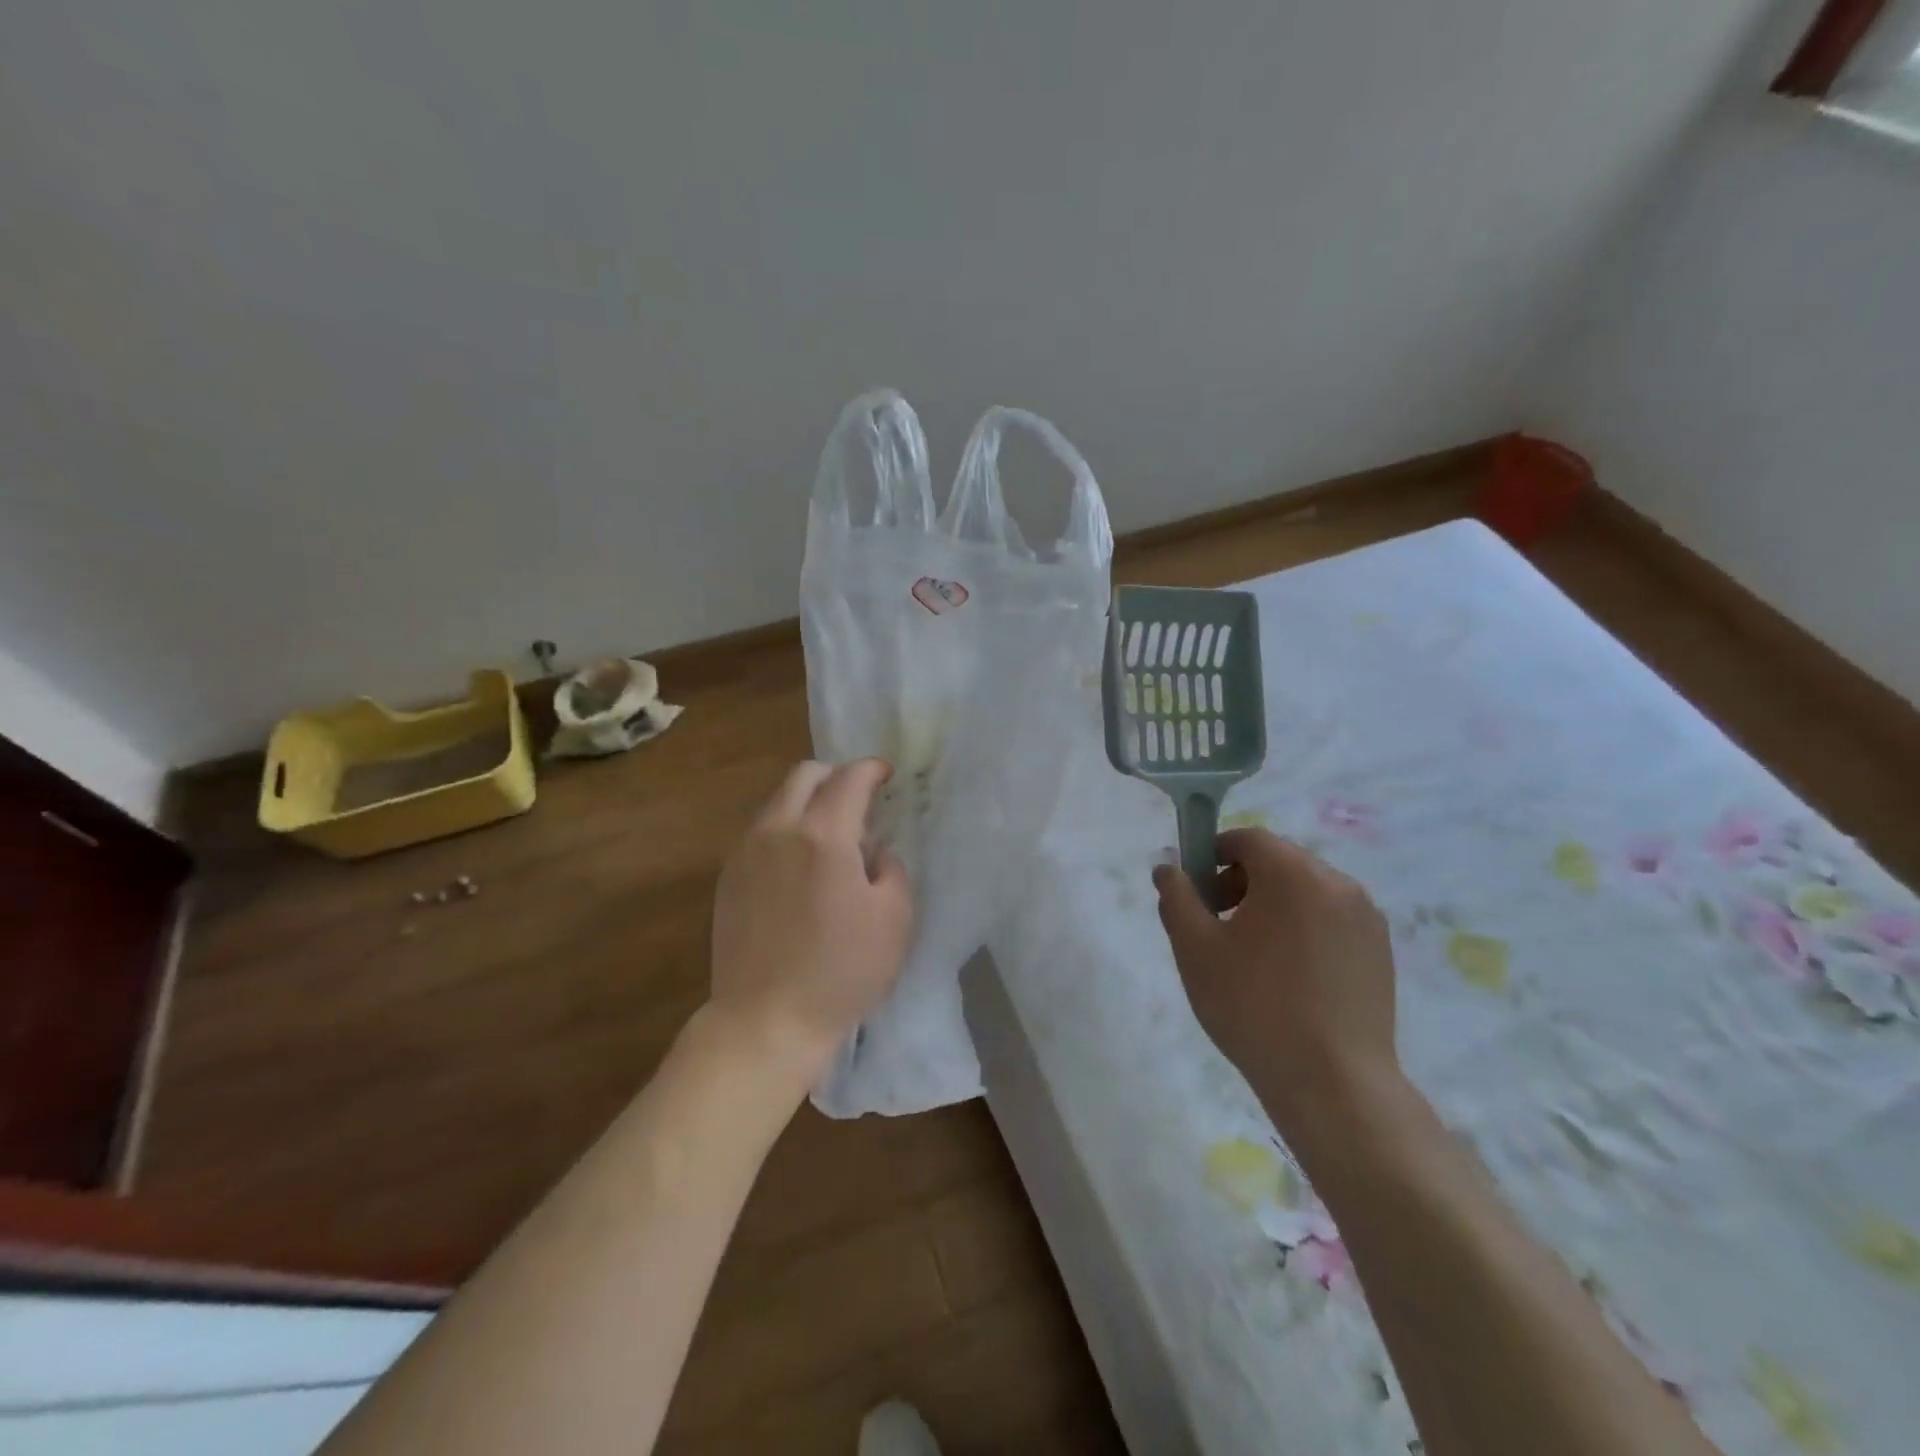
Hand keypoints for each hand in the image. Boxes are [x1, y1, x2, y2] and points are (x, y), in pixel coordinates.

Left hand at [706, 759, 913, 1090]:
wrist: (765, 1022)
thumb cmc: (841, 972)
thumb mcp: (895, 919)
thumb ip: (891, 868)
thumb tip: (873, 852)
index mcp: (823, 836)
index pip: (849, 778)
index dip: (872, 769)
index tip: (887, 775)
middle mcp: (778, 831)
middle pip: (804, 775)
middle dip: (836, 776)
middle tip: (859, 800)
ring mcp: (746, 853)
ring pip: (778, 802)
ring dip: (808, 803)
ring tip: (831, 838)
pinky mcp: (727, 878)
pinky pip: (761, 832)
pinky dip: (786, 830)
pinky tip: (800, 868)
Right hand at [1153, 828, 1400, 1141]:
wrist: (1333, 1083)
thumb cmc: (1254, 1006)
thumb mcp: (1195, 948)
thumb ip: (1176, 897)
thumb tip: (1168, 869)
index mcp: (1293, 873)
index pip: (1248, 839)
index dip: (1215, 855)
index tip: (1198, 893)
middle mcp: (1337, 883)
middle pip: (1279, 861)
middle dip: (1242, 882)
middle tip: (1218, 926)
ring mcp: (1366, 918)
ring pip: (1307, 891)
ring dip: (1274, 906)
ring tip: (1254, 957)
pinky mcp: (1381, 952)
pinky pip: (1331, 920)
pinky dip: (1304, 929)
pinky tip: (1290, 977)